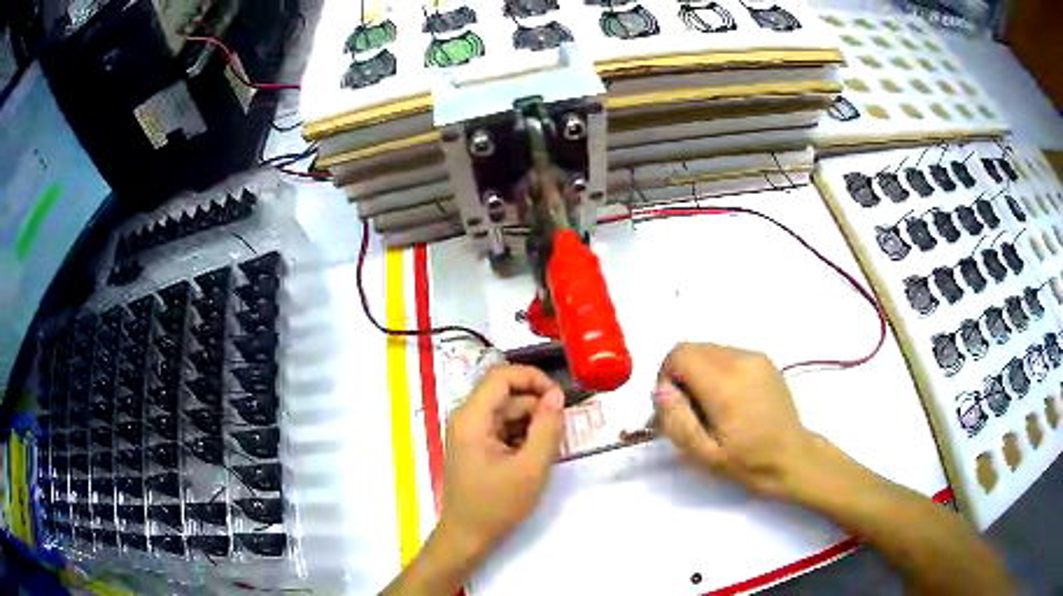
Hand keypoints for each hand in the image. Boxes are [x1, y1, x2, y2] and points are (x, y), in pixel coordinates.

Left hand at [437, 365, 565, 558]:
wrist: (468, 536)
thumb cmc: (496, 505)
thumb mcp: (531, 468)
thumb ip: (547, 428)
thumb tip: (556, 396)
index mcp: (472, 418)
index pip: (502, 375)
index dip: (533, 378)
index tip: (560, 399)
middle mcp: (466, 418)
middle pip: (507, 394)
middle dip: (537, 407)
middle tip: (561, 432)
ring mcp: (469, 432)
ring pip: (508, 412)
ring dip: (532, 424)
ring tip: (549, 450)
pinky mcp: (476, 445)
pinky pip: (503, 428)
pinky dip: (523, 436)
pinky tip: (534, 458)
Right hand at [653, 343, 820, 499]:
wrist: (792, 457)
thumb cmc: (747, 461)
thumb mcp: (703, 453)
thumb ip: (676, 420)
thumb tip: (662, 390)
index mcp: (725, 385)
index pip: (679, 355)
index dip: (667, 377)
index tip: (674, 405)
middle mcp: (741, 361)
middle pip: (692, 349)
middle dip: (682, 374)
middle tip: (690, 409)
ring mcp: (755, 358)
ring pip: (709, 350)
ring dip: (700, 372)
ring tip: (711, 406)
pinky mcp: (764, 360)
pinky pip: (727, 354)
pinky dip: (717, 370)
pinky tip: (729, 399)